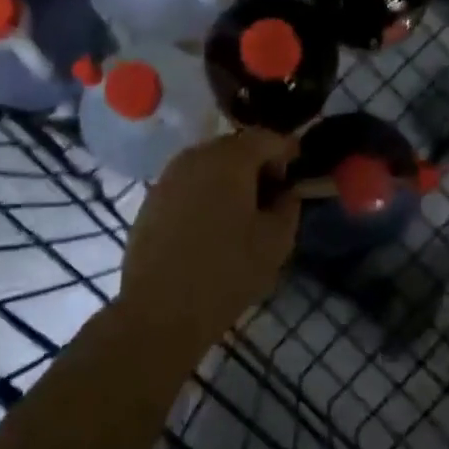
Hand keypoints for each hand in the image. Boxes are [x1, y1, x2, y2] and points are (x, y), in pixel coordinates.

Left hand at [118, 129, 301, 357]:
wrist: (159, 310)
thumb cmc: (226, 272)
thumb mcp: (275, 242)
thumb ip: (288, 206)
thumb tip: (286, 191)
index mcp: (230, 158)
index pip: (268, 138)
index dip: (288, 152)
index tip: (297, 176)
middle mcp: (197, 155)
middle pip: (236, 147)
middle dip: (258, 165)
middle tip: (271, 198)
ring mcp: (169, 175)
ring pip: (210, 165)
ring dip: (229, 180)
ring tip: (241, 215)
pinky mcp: (152, 198)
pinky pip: (188, 183)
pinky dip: (205, 194)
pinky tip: (210, 227)